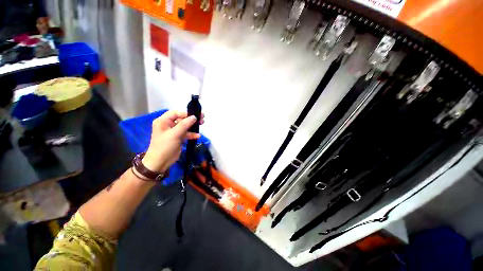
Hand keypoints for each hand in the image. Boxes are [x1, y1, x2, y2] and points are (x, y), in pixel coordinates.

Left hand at [142, 111, 203, 172]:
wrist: (160, 162)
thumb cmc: (165, 146)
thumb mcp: (175, 134)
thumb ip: (185, 124)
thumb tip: (194, 117)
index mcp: (163, 121)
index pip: (175, 113)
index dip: (185, 113)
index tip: (195, 115)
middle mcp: (168, 125)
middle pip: (182, 119)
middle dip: (192, 119)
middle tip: (202, 117)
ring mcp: (173, 132)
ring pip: (185, 126)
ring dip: (193, 126)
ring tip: (202, 124)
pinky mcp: (178, 138)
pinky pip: (186, 134)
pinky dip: (191, 134)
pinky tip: (198, 136)